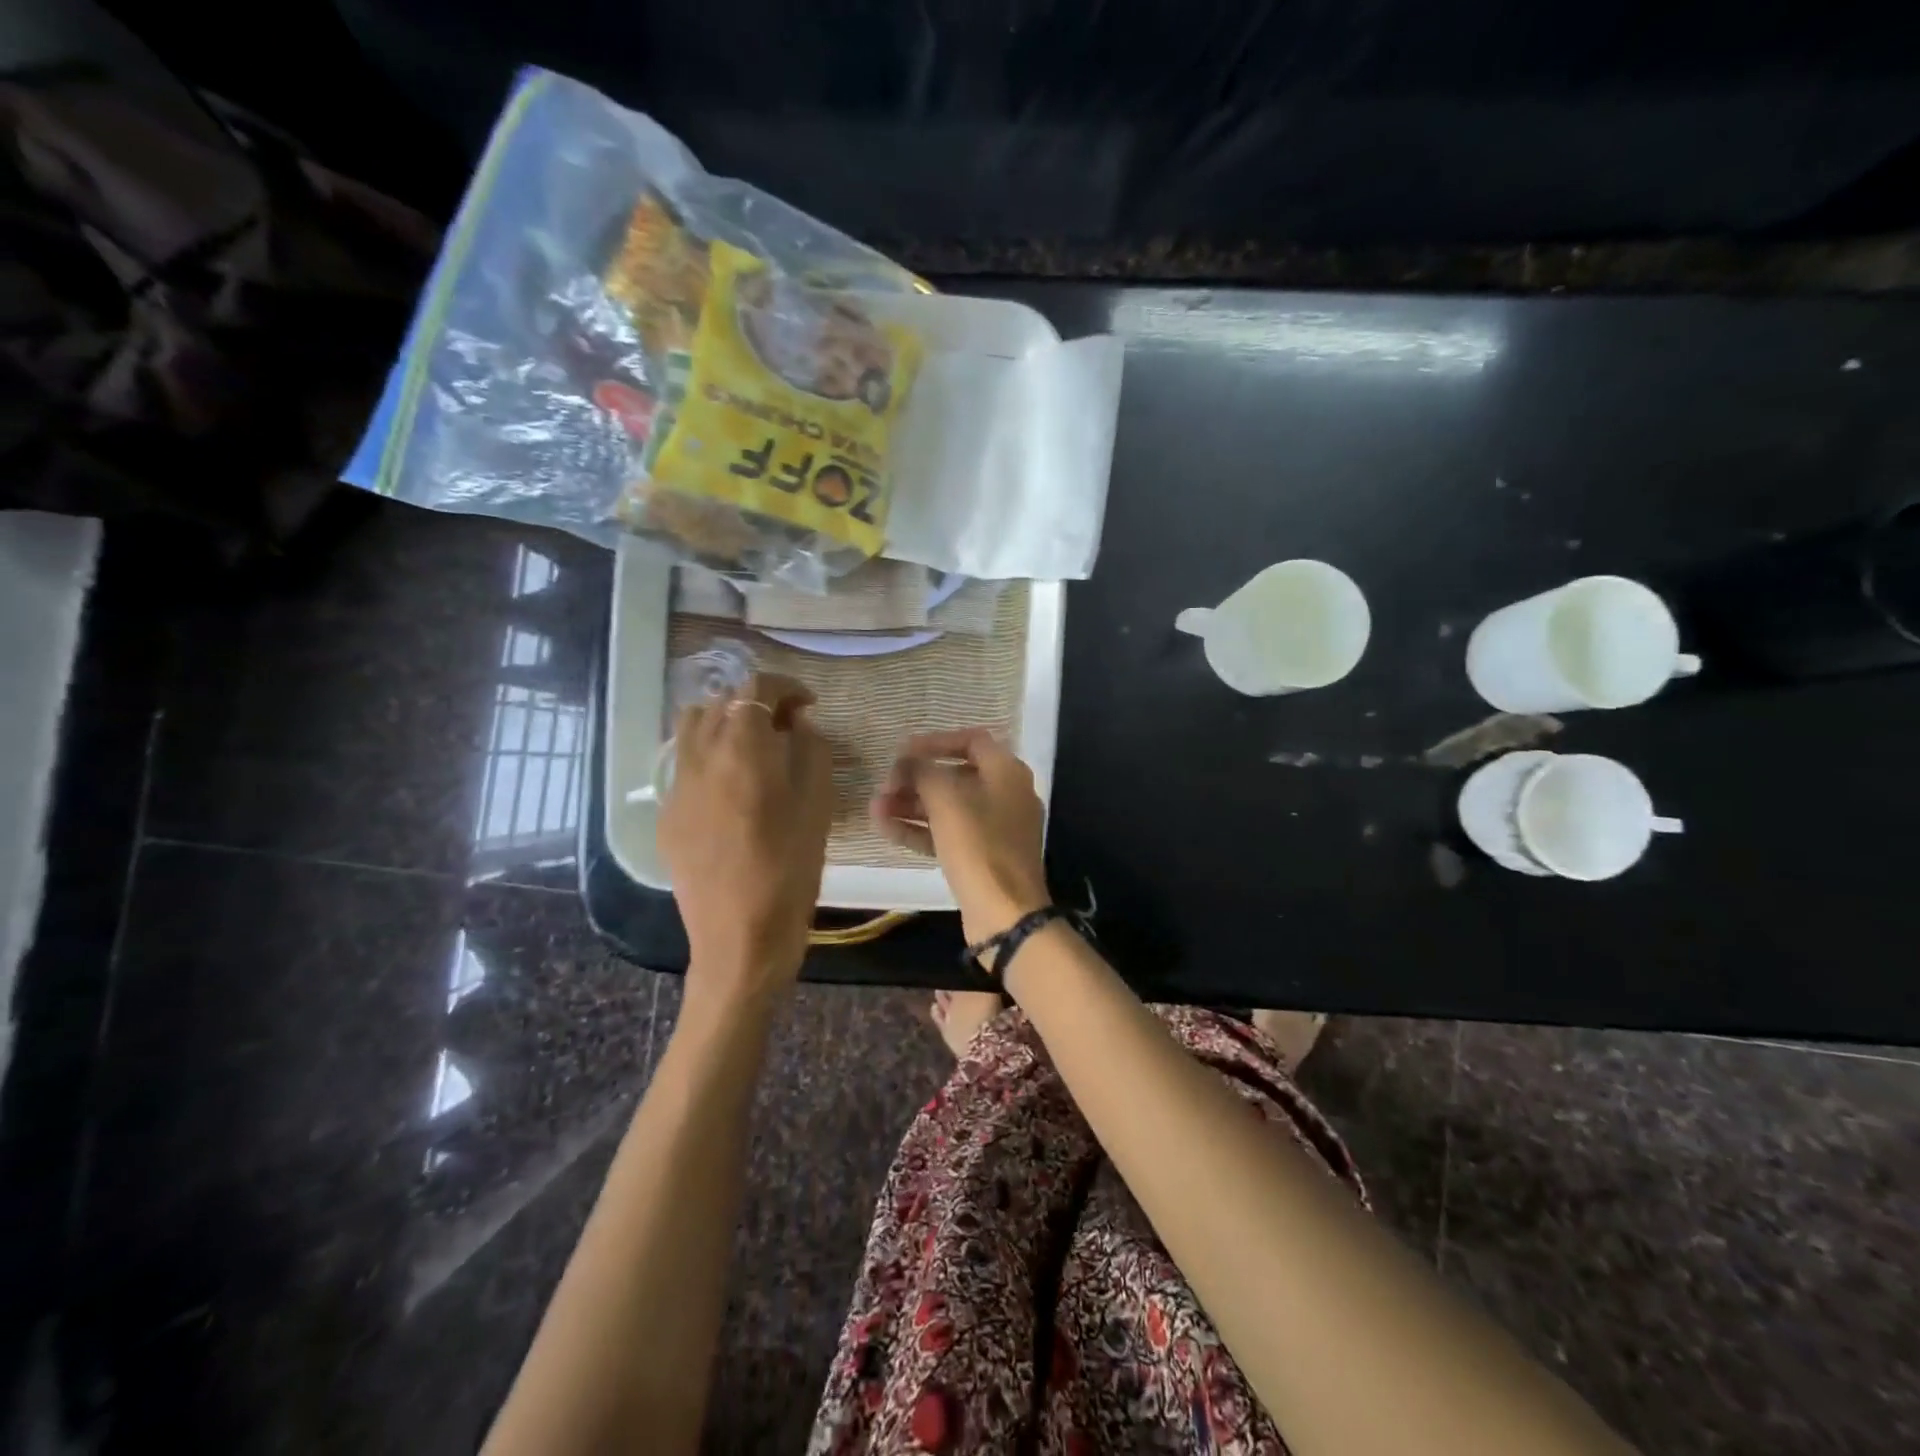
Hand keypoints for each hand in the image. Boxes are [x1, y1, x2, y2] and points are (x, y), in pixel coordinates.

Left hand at [662, 673, 833, 1007]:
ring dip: (724, 723)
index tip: (807, 705)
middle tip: (786, 726)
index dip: (784, 687)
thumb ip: (811, 753)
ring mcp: (676, 787)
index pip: (755, 689)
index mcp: (742, 751)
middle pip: (720, 702)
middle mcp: (700, 758)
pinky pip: (684, 765)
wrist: (739, 941)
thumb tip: (798, 725)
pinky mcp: (666, 815)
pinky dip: (709, 755)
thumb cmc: (790, 873)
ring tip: (753, 748)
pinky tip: (732, 788)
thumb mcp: (818, 808)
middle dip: (755, 703)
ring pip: (692, 728)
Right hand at [870, 728, 1048, 945]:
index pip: (971, 740)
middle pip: (956, 775)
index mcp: (1007, 772)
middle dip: (916, 779)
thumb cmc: (978, 846)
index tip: (902, 751)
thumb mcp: (946, 800)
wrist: (1005, 913)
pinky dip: (920, 829)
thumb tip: (908, 761)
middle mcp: (1006, 795)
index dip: (935, 742)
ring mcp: (996, 828)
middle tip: (885, 785)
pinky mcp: (983, 857)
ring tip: (875, 808)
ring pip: (948, 807)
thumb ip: (923, 771)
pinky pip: (949, 834)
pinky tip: (886, 829)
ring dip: (911, 805)